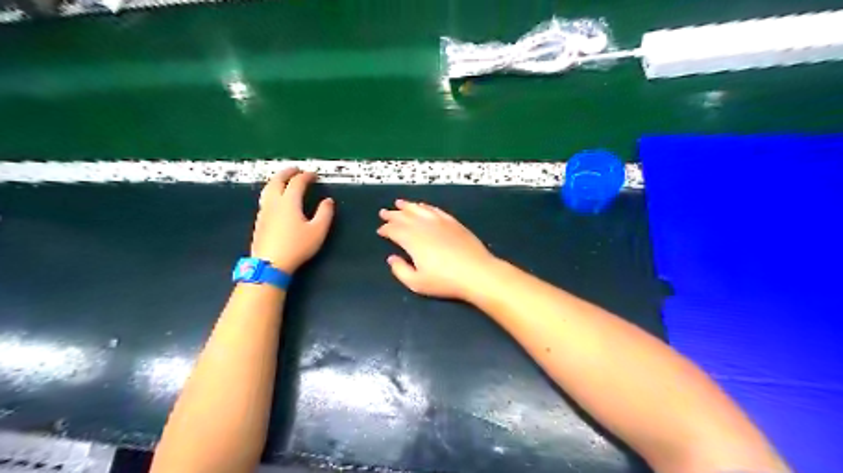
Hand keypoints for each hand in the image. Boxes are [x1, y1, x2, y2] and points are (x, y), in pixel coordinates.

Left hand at [250, 171, 331, 272]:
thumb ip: (325, 214)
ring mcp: (264, 211)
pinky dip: (272, 191)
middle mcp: (274, 203)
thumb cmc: (296, 247)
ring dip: (277, 180)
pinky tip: (275, 199)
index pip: (297, 183)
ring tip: (283, 180)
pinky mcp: (259, 221)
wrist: (270, 263)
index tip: (313, 175)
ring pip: (268, 189)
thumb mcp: (318, 231)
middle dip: (287, 173)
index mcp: (289, 202)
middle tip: (296, 170)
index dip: (306, 176)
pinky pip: (265, 199)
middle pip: (277, 181)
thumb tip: (328, 201)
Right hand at [377, 200, 498, 298]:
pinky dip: (426, 207)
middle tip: (384, 212)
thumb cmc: (445, 281)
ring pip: (419, 210)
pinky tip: (423, 207)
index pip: (394, 230)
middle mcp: (424, 227)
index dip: (386, 229)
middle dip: (393, 214)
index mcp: (412, 240)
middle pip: (404, 217)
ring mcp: (440, 222)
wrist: (476, 272)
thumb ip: (400, 270)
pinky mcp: (453, 222)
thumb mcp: (417, 283)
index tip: (380, 230)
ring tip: (399, 203)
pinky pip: (435, 210)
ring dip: (408, 206)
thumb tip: (392, 258)